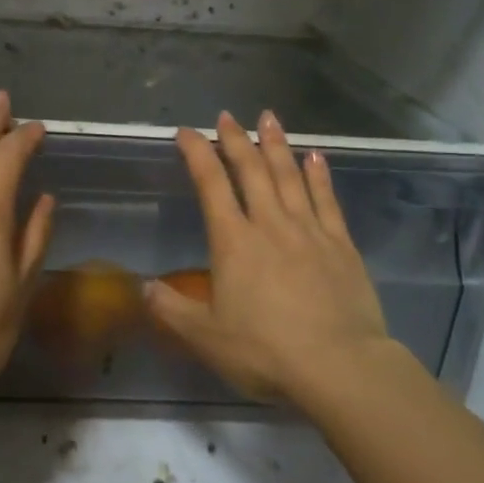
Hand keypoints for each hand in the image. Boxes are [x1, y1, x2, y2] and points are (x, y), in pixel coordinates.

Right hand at [146, 111, 391, 401]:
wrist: (339, 367)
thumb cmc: (265, 352)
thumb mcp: (206, 338)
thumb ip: (171, 310)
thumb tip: (142, 287)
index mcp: (234, 242)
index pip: (210, 185)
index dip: (197, 153)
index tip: (186, 132)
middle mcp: (270, 225)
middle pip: (251, 170)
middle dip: (236, 140)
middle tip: (227, 115)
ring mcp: (309, 231)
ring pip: (289, 176)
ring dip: (276, 144)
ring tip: (268, 117)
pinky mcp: (341, 245)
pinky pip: (327, 199)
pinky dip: (319, 174)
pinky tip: (315, 156)